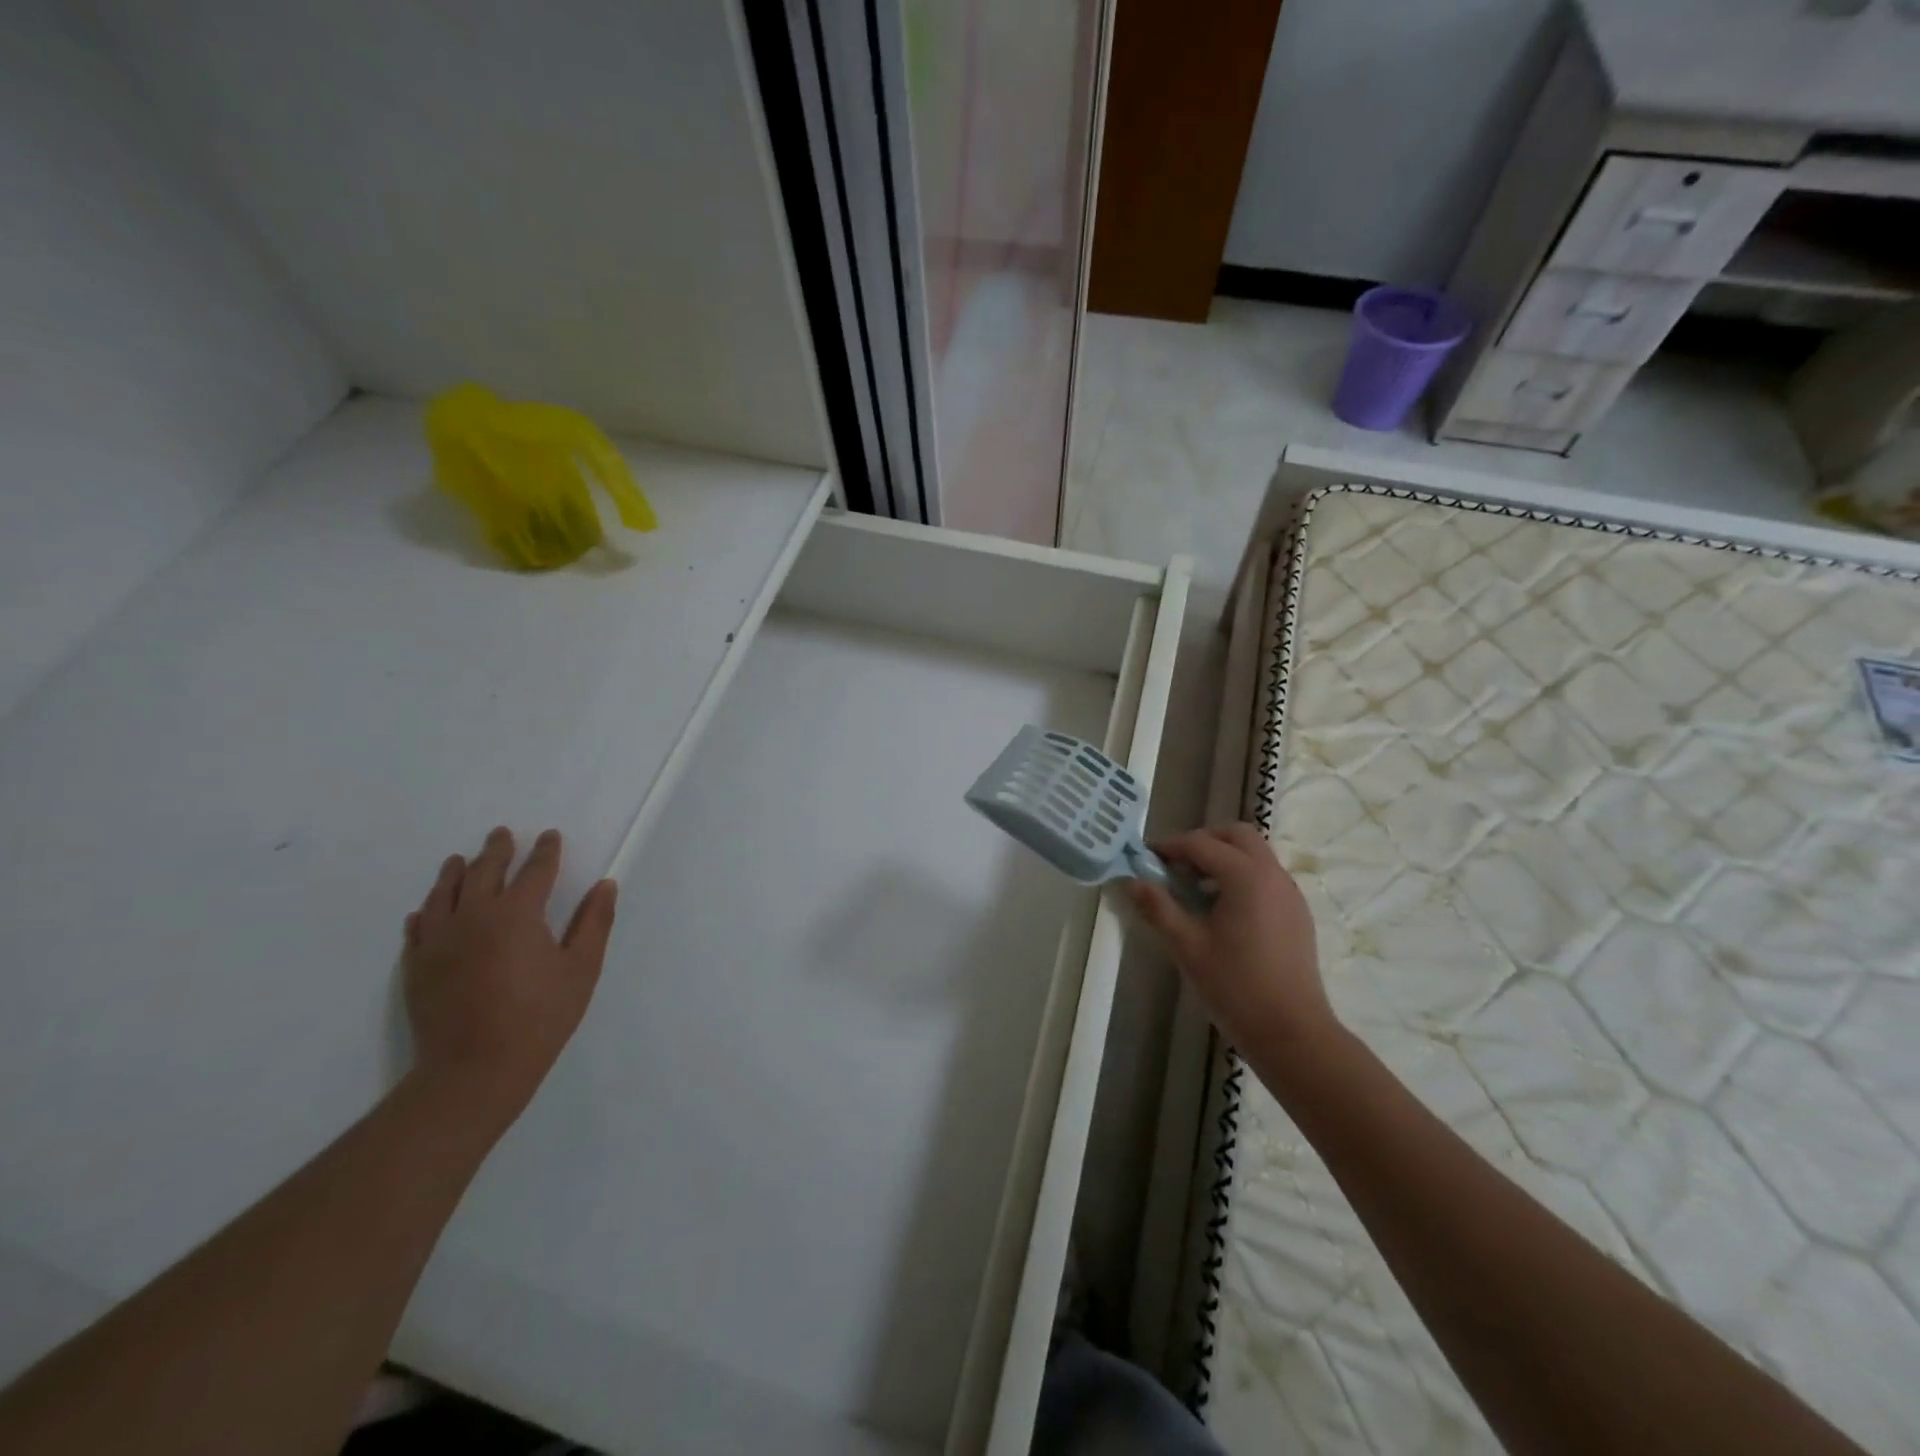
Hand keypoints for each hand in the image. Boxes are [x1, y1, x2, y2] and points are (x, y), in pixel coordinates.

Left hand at [403, 827, 617, 1132]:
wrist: (473, 1070)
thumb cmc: (539, 1018)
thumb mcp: (581, 970)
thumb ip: (594, 923)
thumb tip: (605, 885)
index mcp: (518, 914)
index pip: (535, 870)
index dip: (545, 851)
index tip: (550, 836)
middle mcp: (474, 916)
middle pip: (484, 872)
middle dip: (496, 851)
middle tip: (501, 835)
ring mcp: (439, 941)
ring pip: (444, 894)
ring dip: (455, 872)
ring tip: (459, 860)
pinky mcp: (417, 966)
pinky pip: (418, 928)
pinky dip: (426, 912)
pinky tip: (426, 910)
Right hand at [1125, 824, 1334, 1056]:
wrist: (1293, 1033)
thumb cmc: (1236, 987)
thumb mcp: (1187, 947)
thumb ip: (1158, 908)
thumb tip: (1133, 881)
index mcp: (1246, 876)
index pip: (1201, 844)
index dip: (1169, 847)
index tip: (1145, 858)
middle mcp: (1273, 875)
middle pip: (1236, 835)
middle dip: (1203, 841)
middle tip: (1175, 865)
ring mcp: (1290, 894)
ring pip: (1255, 854)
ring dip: (1223, 857)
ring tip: (1194, 889)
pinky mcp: (1297, 913)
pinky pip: (1266, 877)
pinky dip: (1241, 876)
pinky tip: (1222, 910)